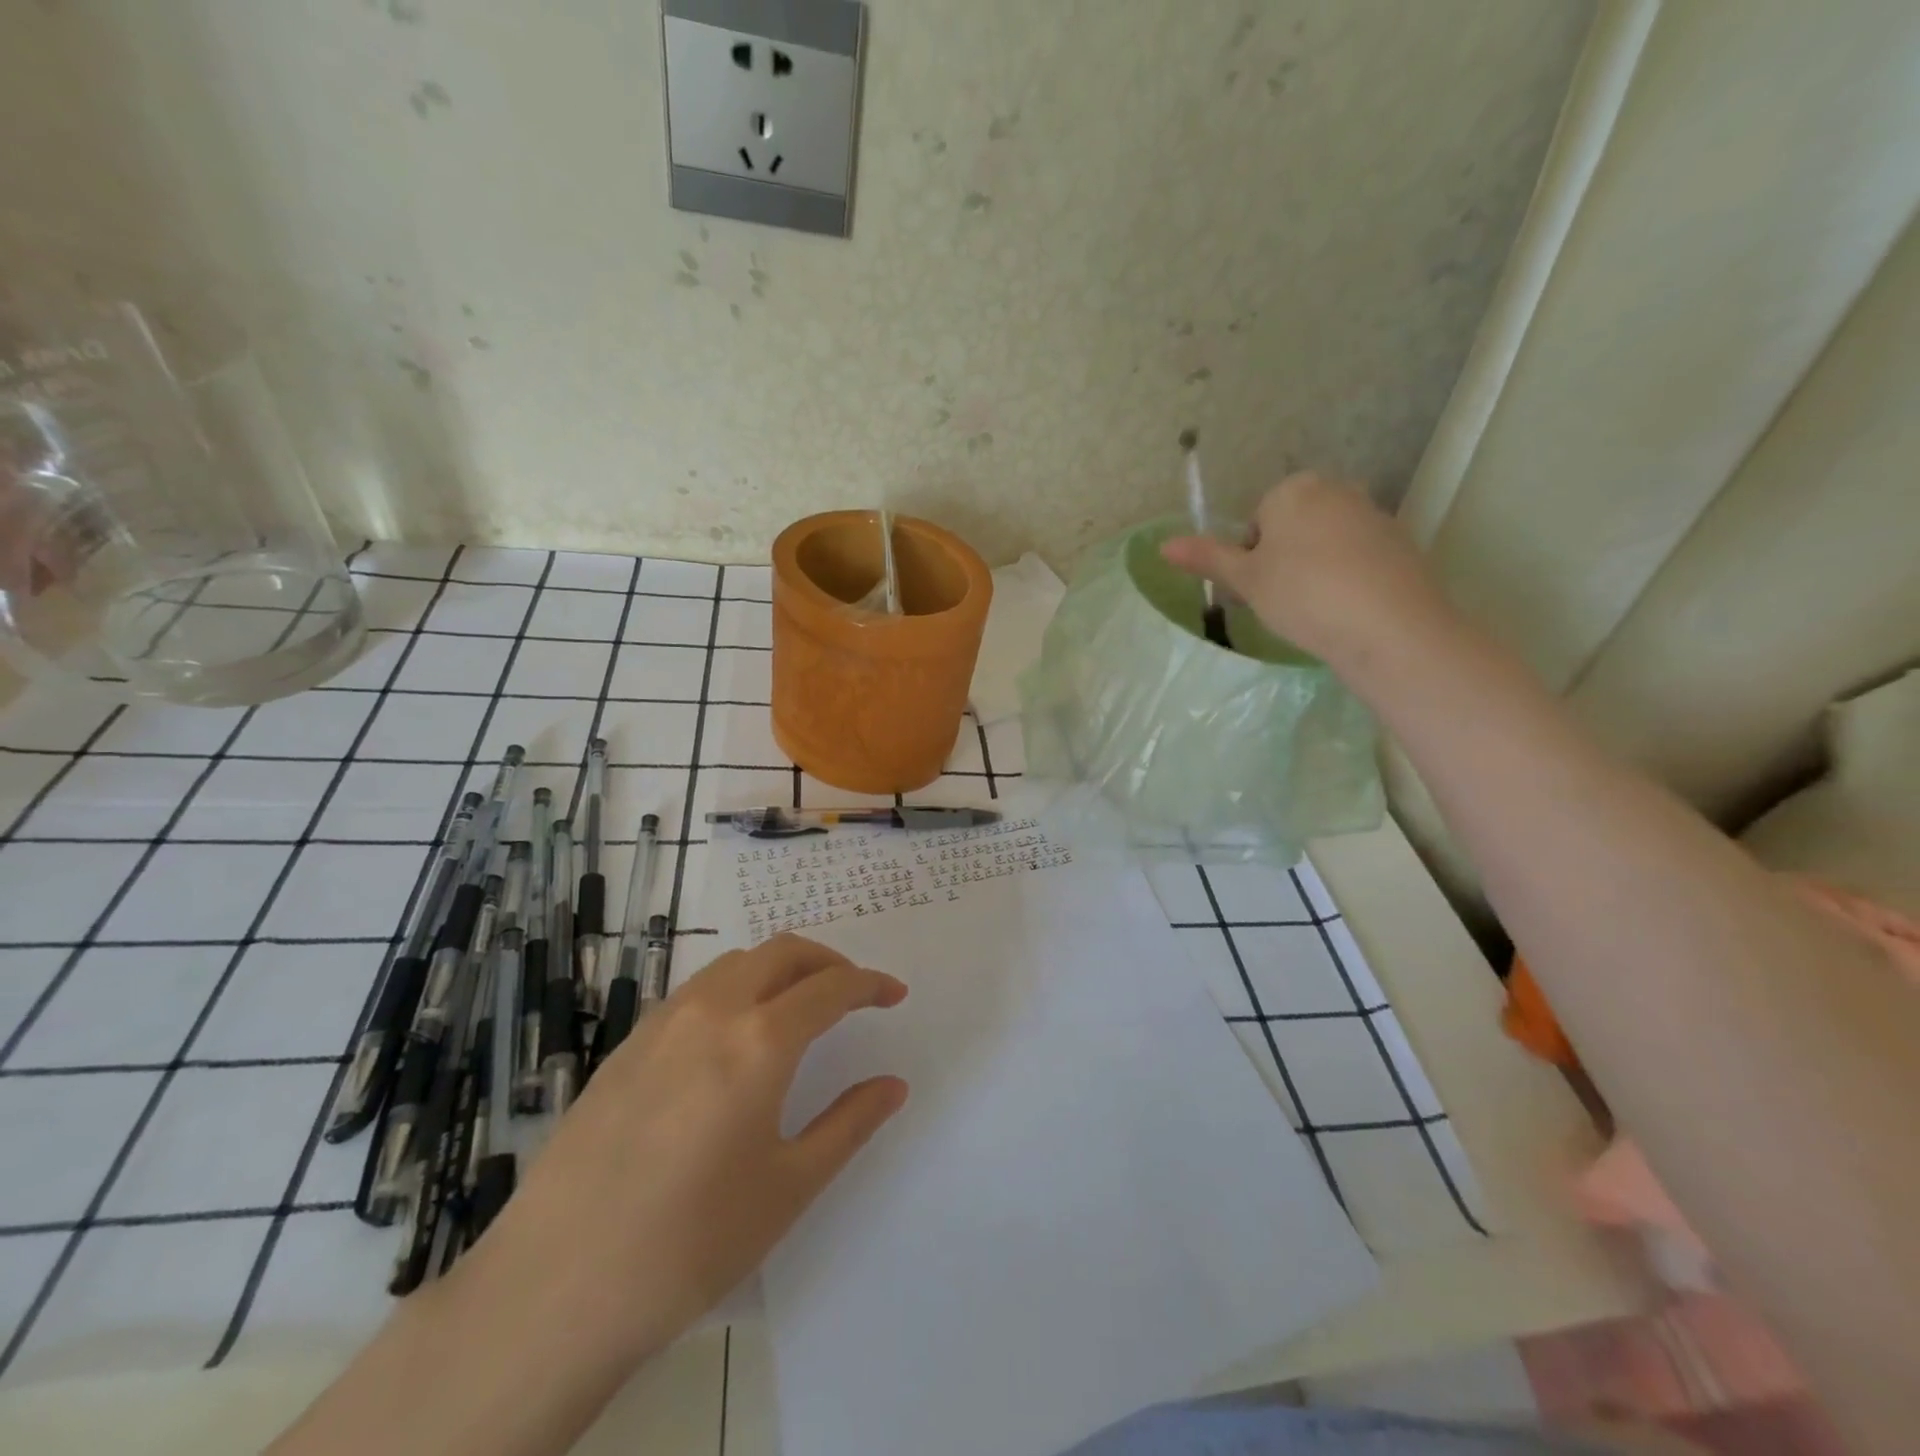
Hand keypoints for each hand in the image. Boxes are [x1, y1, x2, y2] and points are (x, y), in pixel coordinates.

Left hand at [466, 934, 908, 1370]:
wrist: (556, 1287)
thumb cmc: (692, 1242)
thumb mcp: (789, 1187)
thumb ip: (849, 1123)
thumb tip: (892, 1086)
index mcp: (760, 1041)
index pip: (830, 988)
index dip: (869, 984)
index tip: (894, 994)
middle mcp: (712, 1011)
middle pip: (782, 952)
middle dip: (827, 960)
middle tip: (851, 992)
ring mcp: (661, 1023)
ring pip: (735, 963)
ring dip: (777, 969)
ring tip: (796, 1007)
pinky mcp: (626, 1044)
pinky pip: (695, 990)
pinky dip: (733, 988)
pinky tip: (732, 1037)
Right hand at [1161, 472, 1449, 665]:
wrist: (1388, 625)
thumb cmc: (1302, 595)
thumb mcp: (1246, 580)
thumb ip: (1207, 558)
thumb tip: (1163, 545)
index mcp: (1294, 489)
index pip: (1256, 521)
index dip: (1250, 557)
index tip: (1257, 588)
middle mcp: (1337, 489)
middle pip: (1293, 527)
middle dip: (1283, 559)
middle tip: (1280, 600)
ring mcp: (1374, 515)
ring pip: (1326, 543)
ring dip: (1314, 570)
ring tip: (1314, 610)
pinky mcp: (1401, 544)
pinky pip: (1358, 559)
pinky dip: (1347, 579)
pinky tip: (1346, 610)